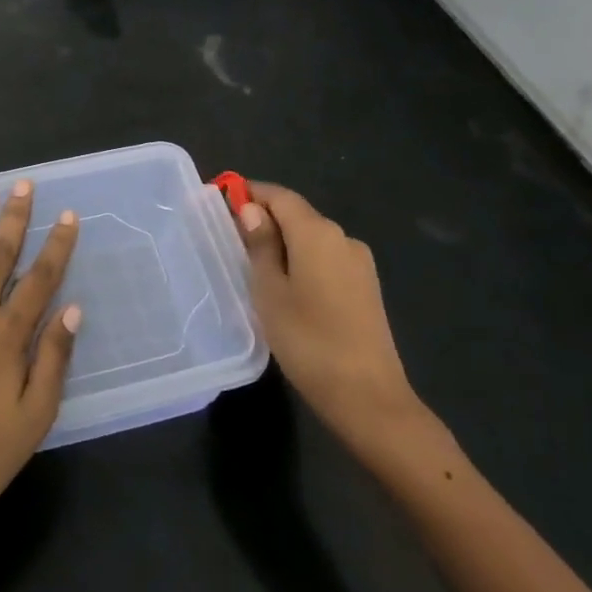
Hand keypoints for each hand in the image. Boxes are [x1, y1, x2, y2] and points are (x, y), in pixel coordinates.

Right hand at [237, 182, 434, 462]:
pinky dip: (303, 262)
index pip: (280, 196)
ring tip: (255, 269)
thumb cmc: (308, 340)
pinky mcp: (367, 288)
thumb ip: (261, 245)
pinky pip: (327, 260)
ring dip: (284, 243)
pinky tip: (287, 288)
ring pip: (313, 239)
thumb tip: (253, 209)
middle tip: (232, 241)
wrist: (368, 398)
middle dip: (266, 220)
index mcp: (317, 233)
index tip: (222, 202)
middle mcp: (343, 238)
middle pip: (298, 215)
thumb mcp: (270, 291)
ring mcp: (360, 264)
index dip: (251, 193)